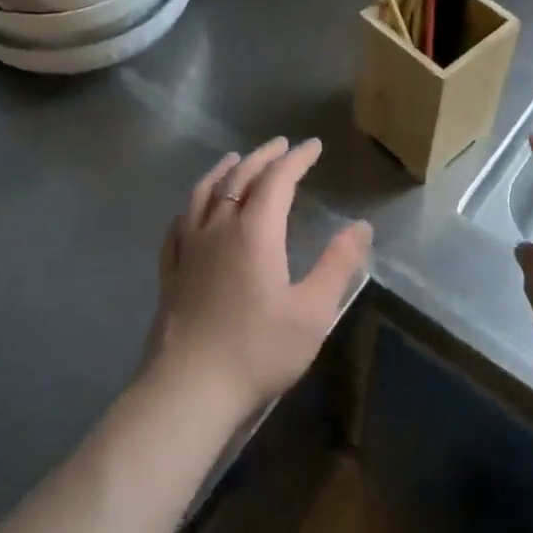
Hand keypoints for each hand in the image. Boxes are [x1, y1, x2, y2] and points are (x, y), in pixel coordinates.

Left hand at [148, 137, 371, 413]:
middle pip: (241, 177)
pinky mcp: (170, 269)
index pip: (278, 179)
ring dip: (225, 170)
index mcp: (255, 231)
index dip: (297, 159)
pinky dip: (193, 203)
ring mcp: (189, 247)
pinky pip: (180, 222)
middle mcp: (219, 227)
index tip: (314, 146)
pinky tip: (194, 208)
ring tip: (236, 159)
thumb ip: (338, 264)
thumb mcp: (313, 311)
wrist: (189, 388)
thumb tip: (361, 226)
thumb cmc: (258, 349)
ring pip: (205, 192)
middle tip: (281, 145)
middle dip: (264, 157)